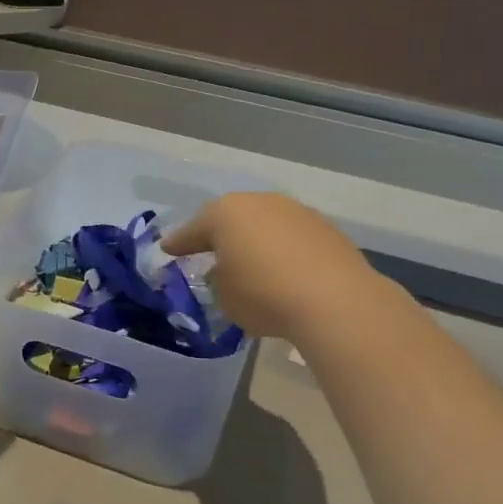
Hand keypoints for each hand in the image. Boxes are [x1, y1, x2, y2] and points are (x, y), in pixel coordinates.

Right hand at [161, 193, 375, 338]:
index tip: (167, 250)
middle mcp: (259, 203)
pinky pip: (290, 238)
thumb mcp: (223, 296)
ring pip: (264, 224)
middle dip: (218, 236)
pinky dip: (282, 250)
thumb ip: (218, 279)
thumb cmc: (263, 295)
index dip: (178, 243)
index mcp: (224, 214)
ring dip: (254, 241)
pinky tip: (282, 270)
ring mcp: (296, 212)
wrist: (334, 300)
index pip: (192, 230)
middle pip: (231, 219)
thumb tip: (227, 271)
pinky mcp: (326, 229)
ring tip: (250, 263)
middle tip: (207, 253)